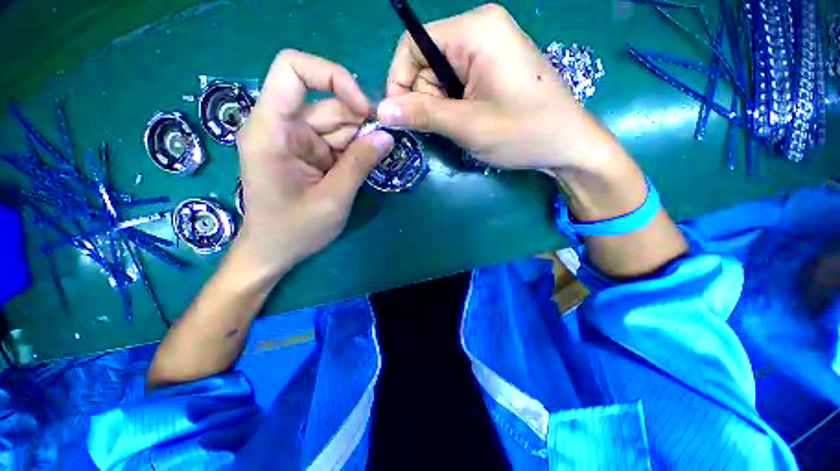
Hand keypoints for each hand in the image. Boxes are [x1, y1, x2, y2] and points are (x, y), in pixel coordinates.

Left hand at [234, 50, 393, 278]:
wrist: (273, 252)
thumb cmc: (295, 230)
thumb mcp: (334, 199)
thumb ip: (360, 164)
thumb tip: (387, 136)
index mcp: (271, 131)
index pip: (293, 69)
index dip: (332, 76)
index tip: (363, 109)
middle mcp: (279, 127)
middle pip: (325, 102)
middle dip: (358, 121)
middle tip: (383, 144)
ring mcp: (293, 140)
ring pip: (335, 123)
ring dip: (358, 139)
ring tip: (372, 161)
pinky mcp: (305, 153)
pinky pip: (334, 141)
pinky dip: (352, 151)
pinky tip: (361, 166)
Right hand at [379, 5, 687, 277]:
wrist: (567, 144)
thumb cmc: (522, 132)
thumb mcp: (467, 125)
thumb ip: (422, 114)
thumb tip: (381, 110)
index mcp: (475, 30)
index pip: (413, 45)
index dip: (399, 81)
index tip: (401, 116)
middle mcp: (481, 28)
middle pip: (427, 61)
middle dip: (424, 98)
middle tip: (441, 127)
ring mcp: (490, 47)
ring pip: (441, 75)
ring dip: (440, 106)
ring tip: (461, 127)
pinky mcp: (494, 66)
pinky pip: (458, 82)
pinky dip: (454, 105)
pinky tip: (469, 121)